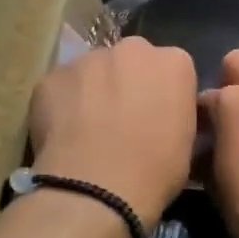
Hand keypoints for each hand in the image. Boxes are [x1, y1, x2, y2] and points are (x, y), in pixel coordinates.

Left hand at [29, 36, 196, 229]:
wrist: (96, 188)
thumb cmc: (155, 170)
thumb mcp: (187, 143)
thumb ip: (176, 115)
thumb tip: (162, 117)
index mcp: (174, 63)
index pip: (172, 69)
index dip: (162, 94)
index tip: (157, 118)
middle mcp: (133, 49)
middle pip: (131, 61)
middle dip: (127, 82)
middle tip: (122, 121)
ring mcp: (88, 59)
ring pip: (92, 71)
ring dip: (93, 92)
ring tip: (88, 131)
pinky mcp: (51, 76)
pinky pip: (61, 87)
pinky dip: (62, 105)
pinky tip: (63, 135)